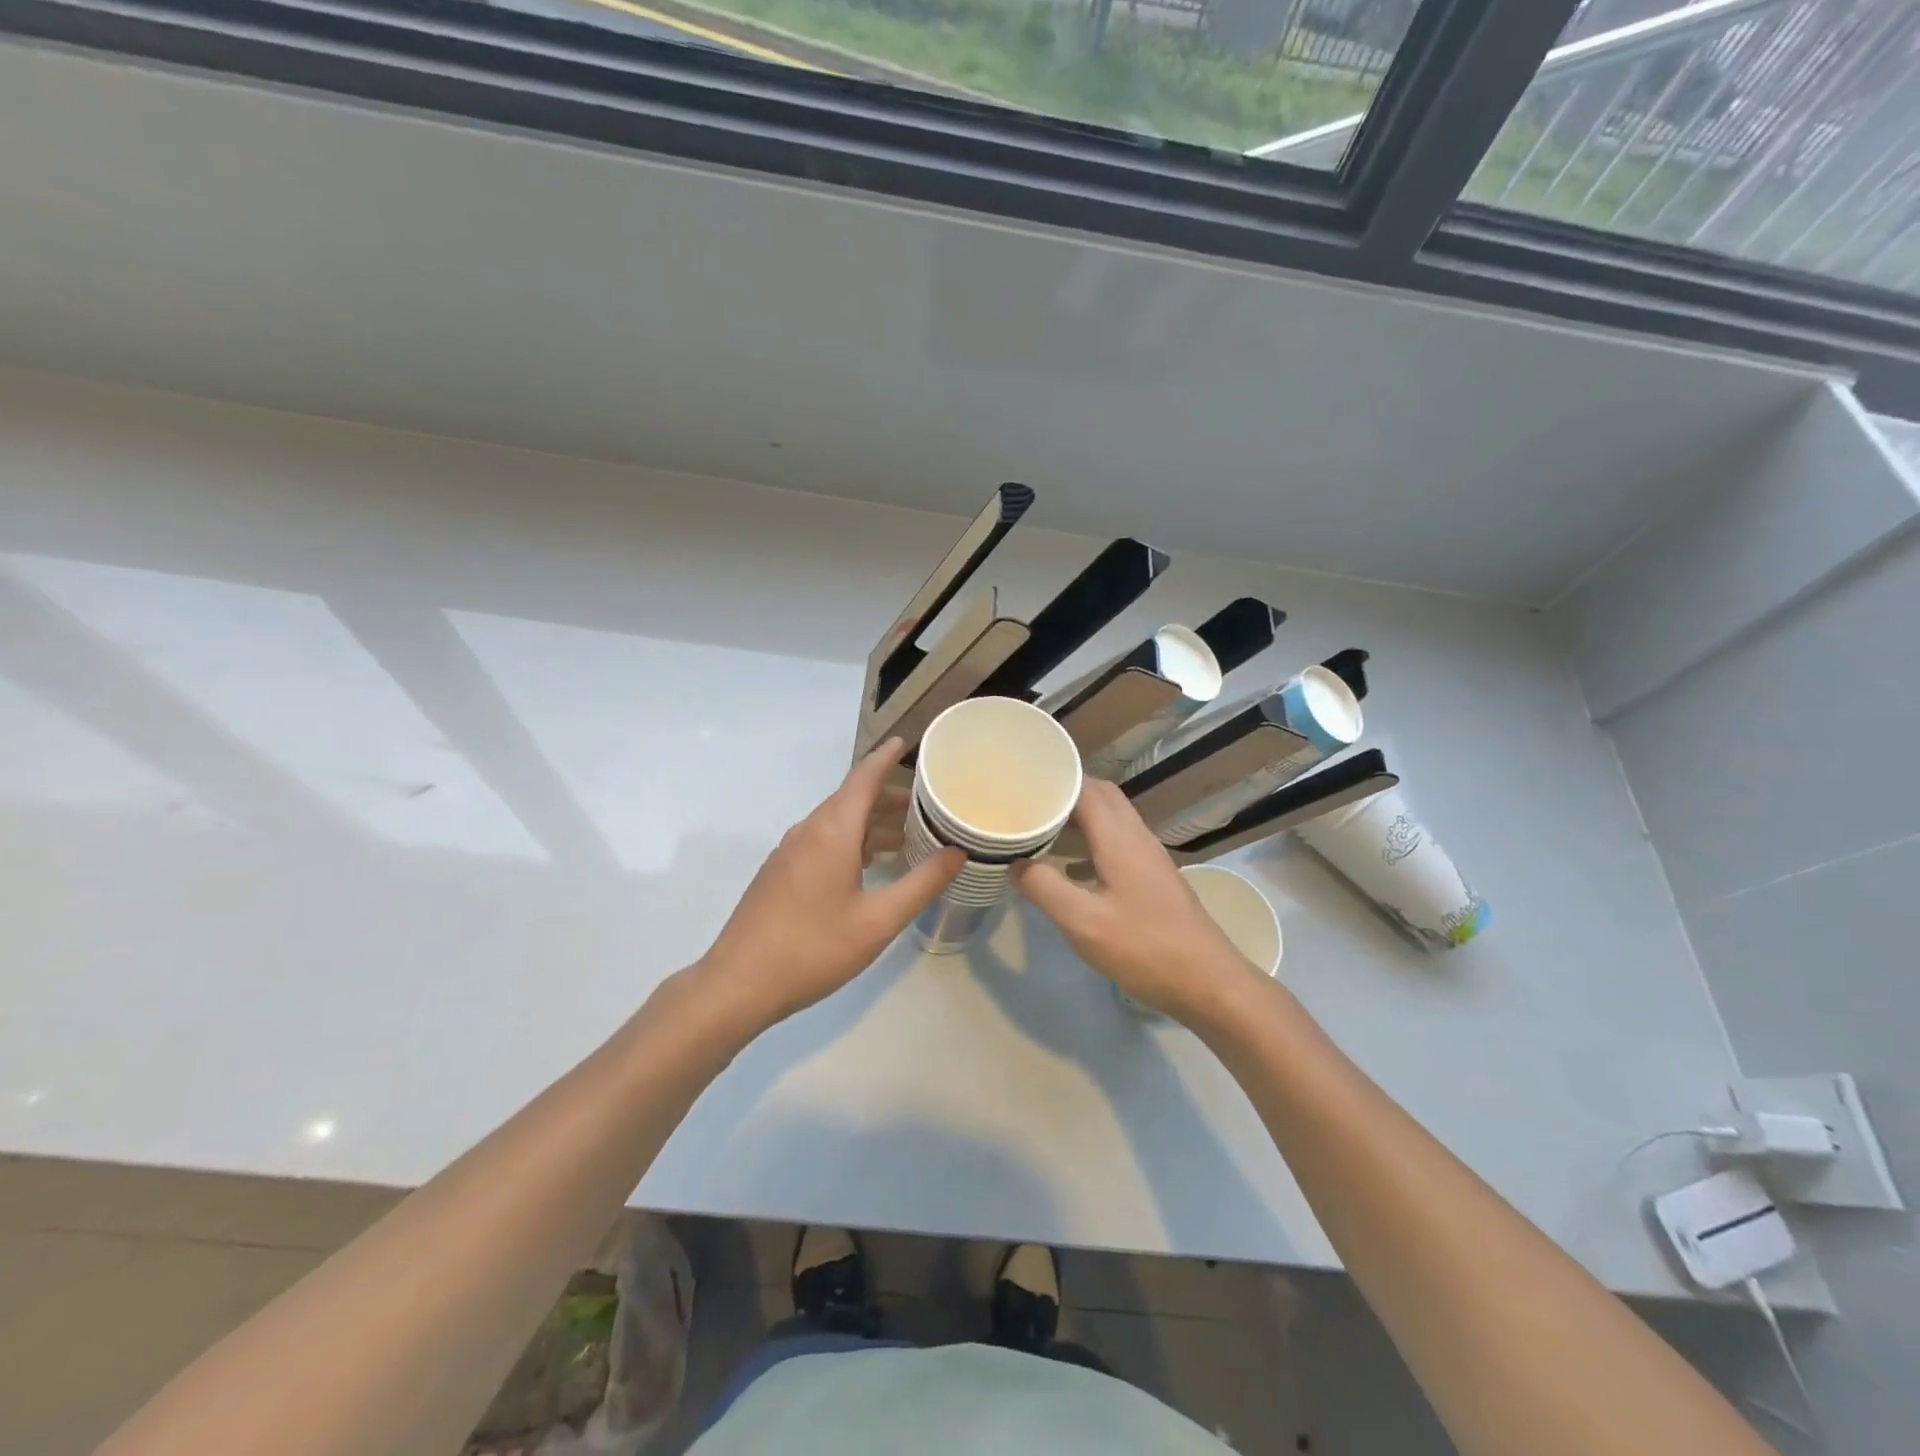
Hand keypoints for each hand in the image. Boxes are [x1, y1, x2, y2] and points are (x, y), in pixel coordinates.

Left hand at [698, 738, 963, 1028]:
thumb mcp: (879, 920)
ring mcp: (790, 852)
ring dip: (871, 822)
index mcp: (832, 831)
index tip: (909, 741)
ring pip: (837, 822)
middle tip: (928, 803)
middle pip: (852, 798)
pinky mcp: (781, 873)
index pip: (863, 777)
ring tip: (908, 837)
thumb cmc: (814, 948)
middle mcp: (808, 831)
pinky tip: (870, 866)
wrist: (738, 983)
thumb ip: (922, 883)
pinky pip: (823, 841)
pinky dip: (853, 841)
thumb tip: (957, 852)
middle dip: (889, 795)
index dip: (887, 757)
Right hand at [1015, 780, 1263, 1024]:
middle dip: (1065, 792)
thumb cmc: (1144, 948)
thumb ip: (1044, 887)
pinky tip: (1071, 867)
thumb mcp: (1083, 922)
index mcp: (1119, 838)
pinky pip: (1118, 839)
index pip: (1085, 788)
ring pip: (1112, 817)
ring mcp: (1150, 856)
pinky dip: (1092, 838)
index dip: (1053, 780)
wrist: (1209, 982)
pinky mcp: (1154, 876)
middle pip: (1101, 795)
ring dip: (1079, 815)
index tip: (1020, 785)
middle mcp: (1137, 837)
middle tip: (1029, 803)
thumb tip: (1013, 861)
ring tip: (1042, 828)